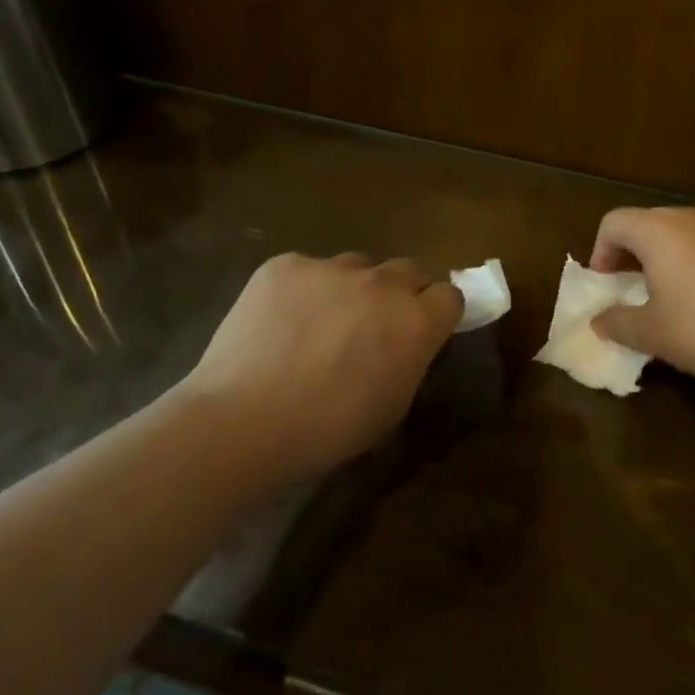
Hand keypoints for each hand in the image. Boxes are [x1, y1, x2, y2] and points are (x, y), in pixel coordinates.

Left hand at [180, 253, 462, 477]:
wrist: (245, 420)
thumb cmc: (328, 430)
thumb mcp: (392, 406)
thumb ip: (409, 361)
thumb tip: (405, 343)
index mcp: (415, 321)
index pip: (449, 295)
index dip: (437, 312)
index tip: (422, 329)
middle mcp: (382, 283)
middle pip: (408, 270)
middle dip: (400, 293)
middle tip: (374, 324)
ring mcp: (331, 267)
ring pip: (356, 266)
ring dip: (351, 288)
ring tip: (320, 323)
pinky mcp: (286, 264)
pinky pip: (306, 270)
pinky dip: (301, 291)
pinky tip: (279, 323)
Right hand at [589, 207, 694, 389]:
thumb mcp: (654, 335)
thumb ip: (618, 324)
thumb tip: (599, 320)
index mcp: (659, 230)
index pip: (614, 222)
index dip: (600, 252)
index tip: (608, 285)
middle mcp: (693, 217)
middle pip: (650, 223)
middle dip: (634, 255)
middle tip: (636, 290)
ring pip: (688, 233)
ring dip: (672, 258)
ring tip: (679, 296)